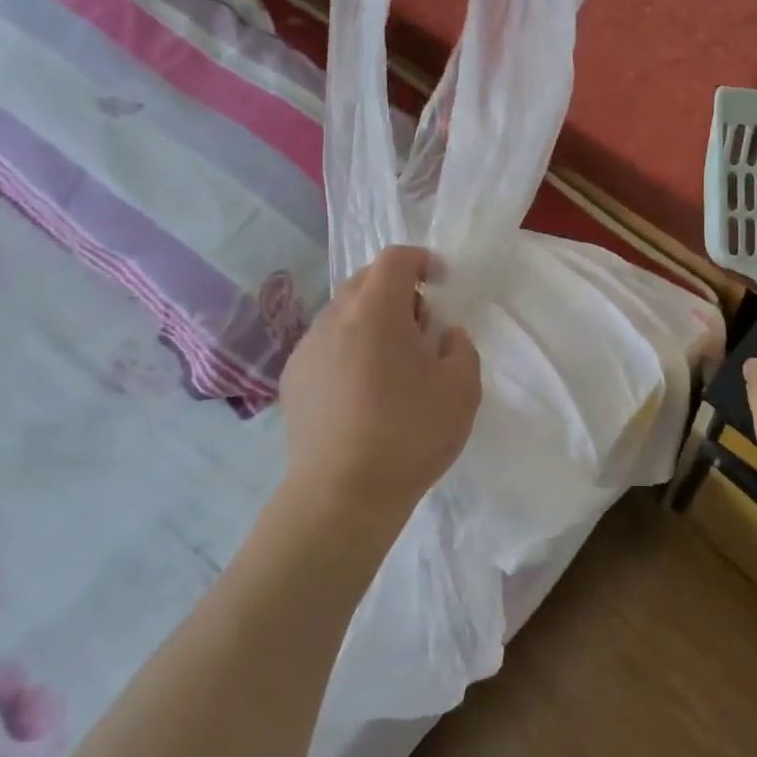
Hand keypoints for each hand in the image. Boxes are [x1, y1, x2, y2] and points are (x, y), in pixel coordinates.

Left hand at [280, 246, 482, 526]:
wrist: (341, 497)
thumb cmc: (410, 435)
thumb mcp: (462, 388)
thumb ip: (461, 347)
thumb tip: (443, 336)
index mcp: (375, 311)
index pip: (395, 259)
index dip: (422, 261)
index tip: (441, 283)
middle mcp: (333, 319)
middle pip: (366, 282)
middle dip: (398, 293)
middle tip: (422, 331)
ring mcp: (307, 349)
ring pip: (344, 315)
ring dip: (372, 323)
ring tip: (393, 368)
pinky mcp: (293, 380)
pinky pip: (328, 346)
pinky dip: (350, 350)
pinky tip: (364, 394)